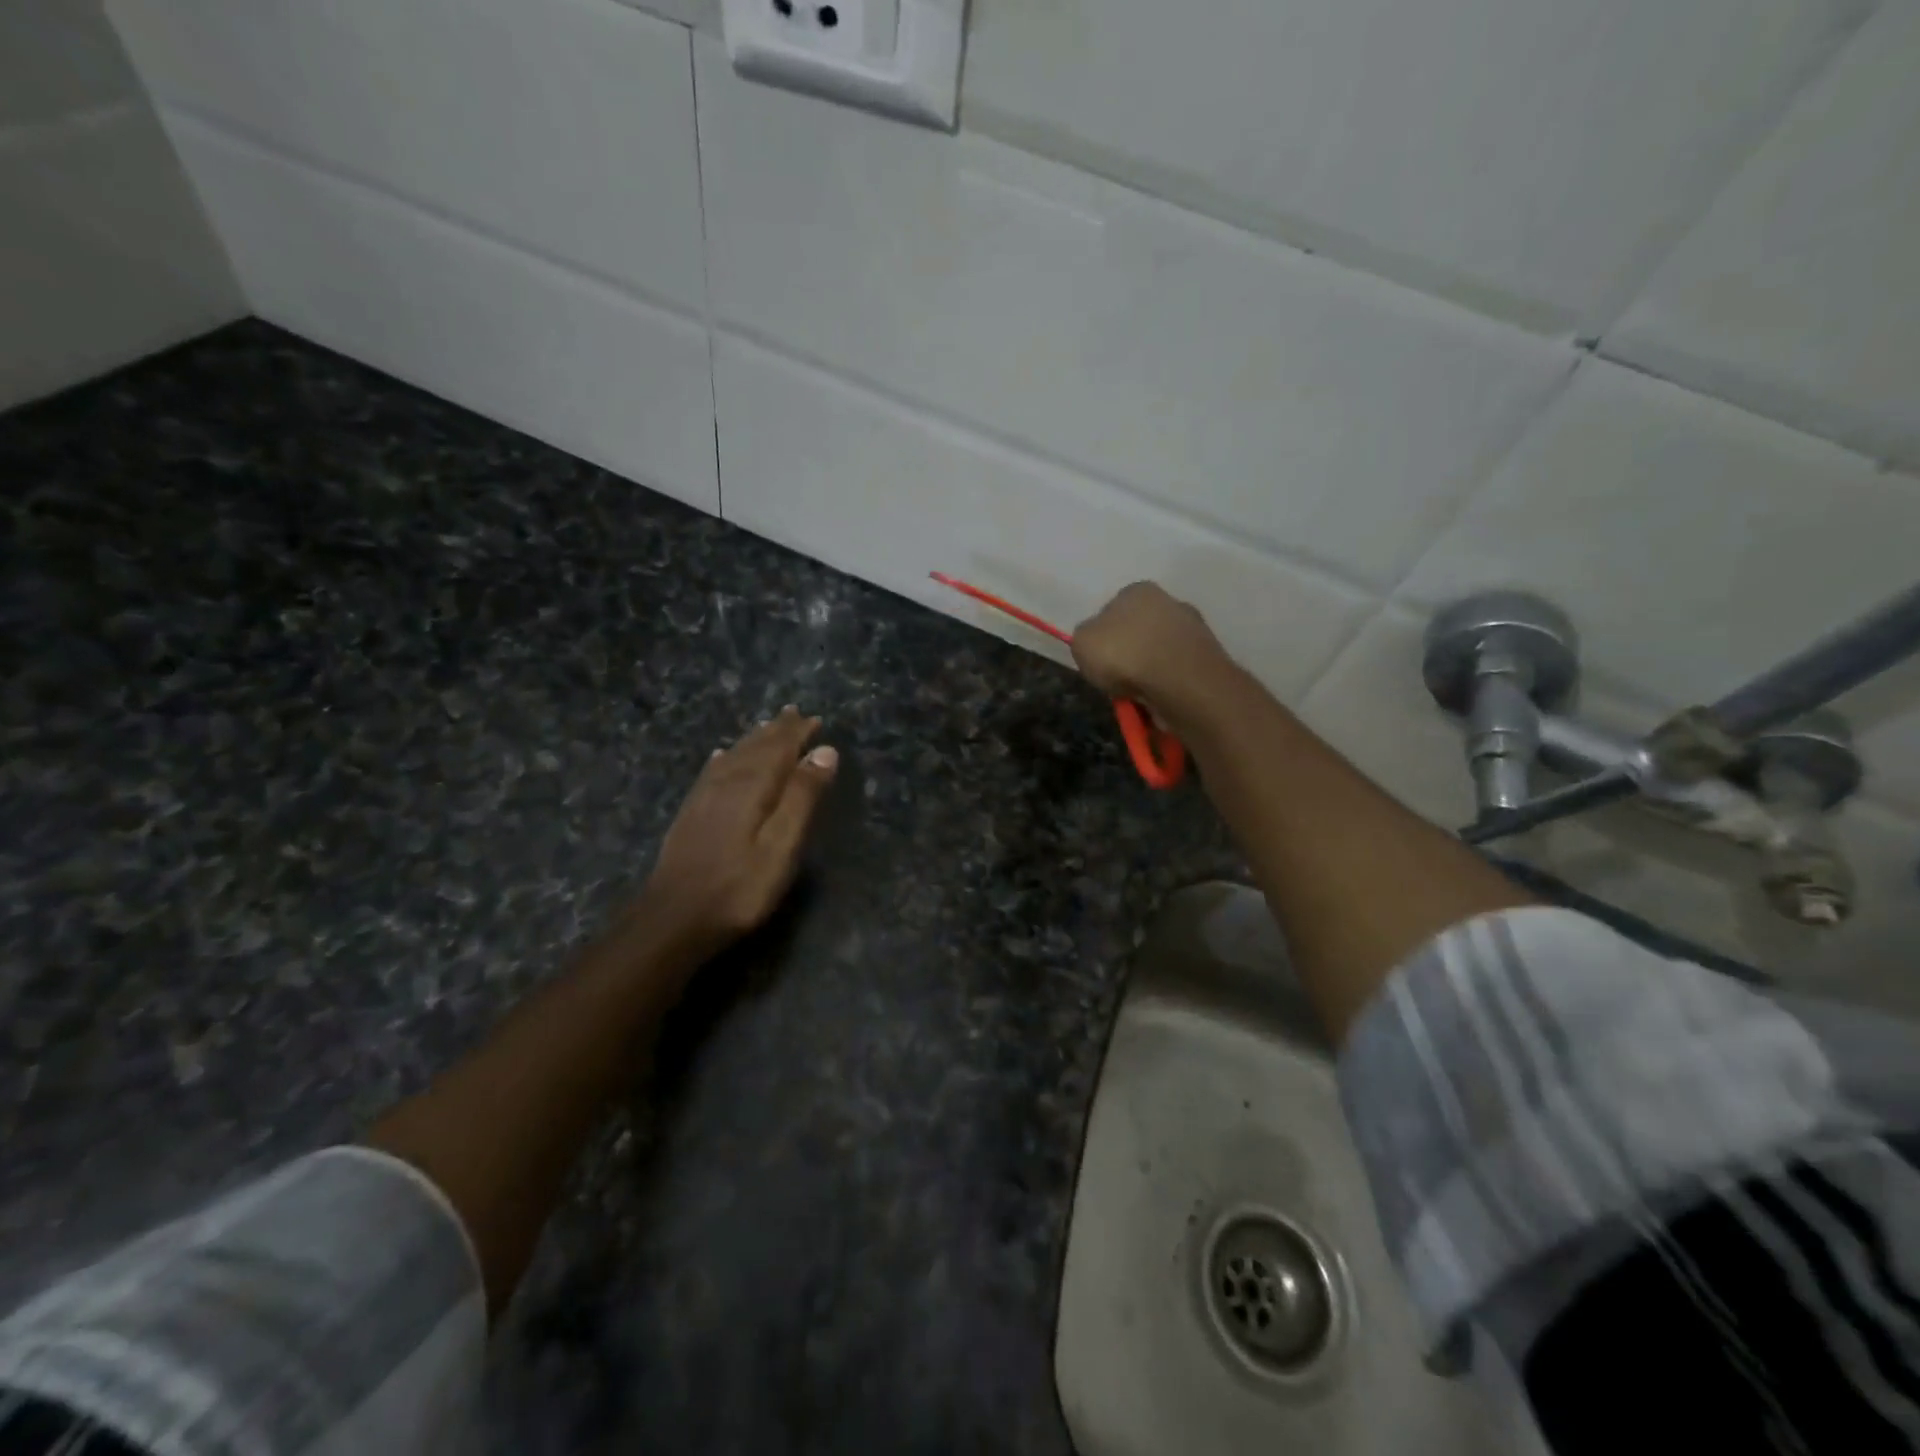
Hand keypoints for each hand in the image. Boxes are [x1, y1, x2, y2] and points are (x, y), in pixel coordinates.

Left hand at [639, 707, 838, 959]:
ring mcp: (704, 798)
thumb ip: (802, 796)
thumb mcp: (782, 845)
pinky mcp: (690, 814)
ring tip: (767, 727)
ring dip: (753, 740)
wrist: (673, 919)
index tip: (815, 719)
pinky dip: (724, 759)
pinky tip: (722, 756)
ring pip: (733, 756)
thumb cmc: (739, 887)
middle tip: (794, 714)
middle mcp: (727, 782)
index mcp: (753, 786)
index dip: (798, 733)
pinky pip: (711, 772)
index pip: (779, 748)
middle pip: (755, 747)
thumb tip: (824, 751)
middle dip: (777, 730)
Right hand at [1071, 582, 1230, 718]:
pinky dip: (1166, 686)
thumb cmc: (1124, 654)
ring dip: (1147, 673)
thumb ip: (1085, 638)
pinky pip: (1176, 673)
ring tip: (1137, 695)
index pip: (1112, 610)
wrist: (1180, 681)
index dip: (1102, 637)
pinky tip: (1158, 699)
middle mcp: (1170, 601)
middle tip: (1116, 680)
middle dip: (1128, 655)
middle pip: (1139, 632)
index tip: (1098, 660)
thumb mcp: (1081, 642)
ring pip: (1159, 654)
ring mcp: (1194, 629)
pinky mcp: (1208, 658)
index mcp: (1137, 590)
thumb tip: (1096, 643)